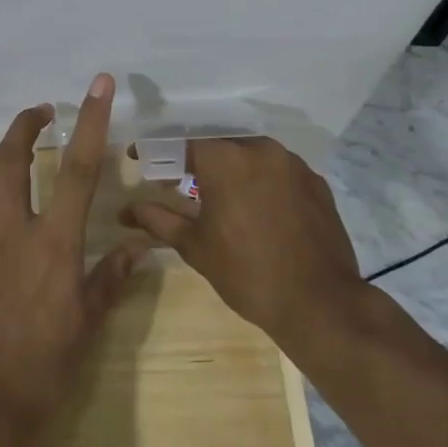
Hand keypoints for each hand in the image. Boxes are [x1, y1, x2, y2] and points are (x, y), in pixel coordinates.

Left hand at [0, 74, 145, 438]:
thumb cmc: (47, 367)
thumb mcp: (89, 322)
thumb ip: (112, 276)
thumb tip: (140, 245)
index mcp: (54, 243)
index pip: (80, 169)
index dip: (91, 122)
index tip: (98, 85)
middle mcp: (12, 232)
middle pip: (11, 159)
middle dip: (25, 126)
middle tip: (41, 114)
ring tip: (11, 153)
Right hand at [121, 138, 362, 345]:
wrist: (320, 304)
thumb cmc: (247, 273)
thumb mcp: (195, 246)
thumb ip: (159, 219)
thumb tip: (127, 210)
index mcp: (227, 159)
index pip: (182, 142)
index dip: (159, 152)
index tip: (143, 161)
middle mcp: (261, 149)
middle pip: (218, 145)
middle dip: (195, 161)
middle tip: (178, 182)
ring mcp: (294, 164)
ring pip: (250, 155)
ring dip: (230, 169)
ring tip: (217, 196)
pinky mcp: (316, 182)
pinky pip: (278, 170)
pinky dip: (259, 181)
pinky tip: (255, 208)